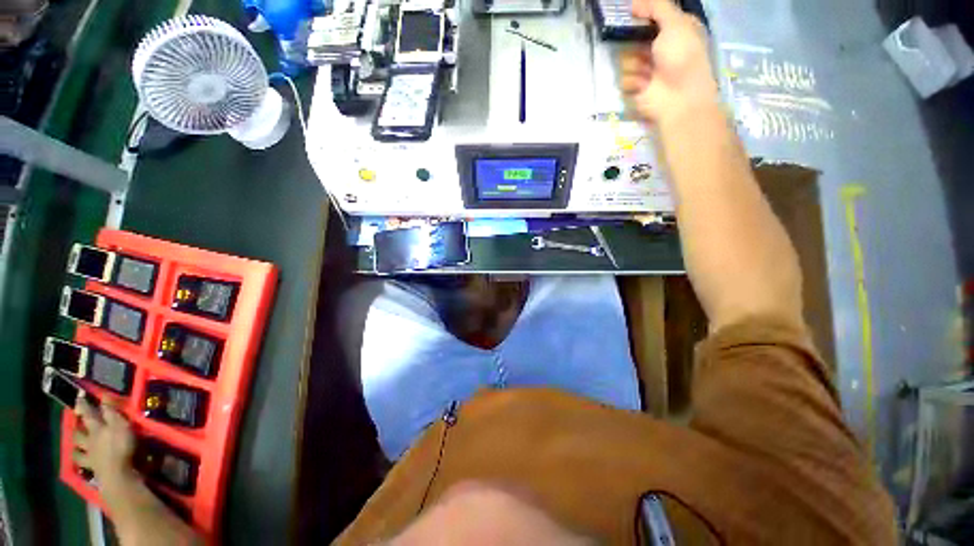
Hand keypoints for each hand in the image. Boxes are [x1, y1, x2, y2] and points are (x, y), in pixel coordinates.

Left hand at [74, 399, 136, 488]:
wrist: (117, 473)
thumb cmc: (121, 446)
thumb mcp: (121, 425)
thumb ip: (112, 412)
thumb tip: (102, 396)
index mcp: (96, 428)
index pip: (88, 413)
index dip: (84, 404)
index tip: (79, 396)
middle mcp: (89, 440)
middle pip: (79, 432)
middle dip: (76, 427)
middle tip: (73, 423)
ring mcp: (89, 455)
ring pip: (77, 449)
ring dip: (75, 446)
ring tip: (73, 445)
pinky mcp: (92, 468)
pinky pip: (82, 464)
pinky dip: (79, 461)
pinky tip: (79, 463)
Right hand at [620, 0, 719, 126]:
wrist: (679, 97)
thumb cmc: (683, 57)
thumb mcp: (676, 23)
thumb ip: (657, 7)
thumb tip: (634, 3)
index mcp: (672, 29)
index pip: (649, 16)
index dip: (639, 15)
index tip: (630, 13)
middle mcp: (658, 48)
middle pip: (632, 38)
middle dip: (633, 41)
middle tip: (643, 46)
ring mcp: (645, 69)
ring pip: (625, 59)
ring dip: (634, 64)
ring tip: (647, 72)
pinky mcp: (636, 88)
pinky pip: (624, 79)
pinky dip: (633, 81)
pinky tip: (644, 85)